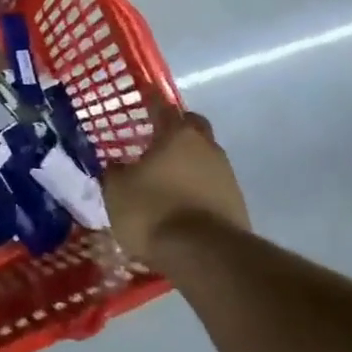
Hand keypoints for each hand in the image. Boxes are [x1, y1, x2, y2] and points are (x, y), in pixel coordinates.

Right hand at [104, 103, 250, 264]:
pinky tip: (180, 205)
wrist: (204, 255)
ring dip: (187, 164)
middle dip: (176, 131)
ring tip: (165, 180)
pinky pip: (211, 186)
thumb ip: (115, 172)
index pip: (162, 107)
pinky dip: (196, 190)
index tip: (143, 97)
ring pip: (204, 158)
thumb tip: (119, 166)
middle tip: (155, 142)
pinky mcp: (236, 203)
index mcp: (177, 134)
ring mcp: (226, 175)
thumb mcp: (117, 191)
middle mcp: (207, 147)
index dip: (151, 101)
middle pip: (192, 128)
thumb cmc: (153, 211)